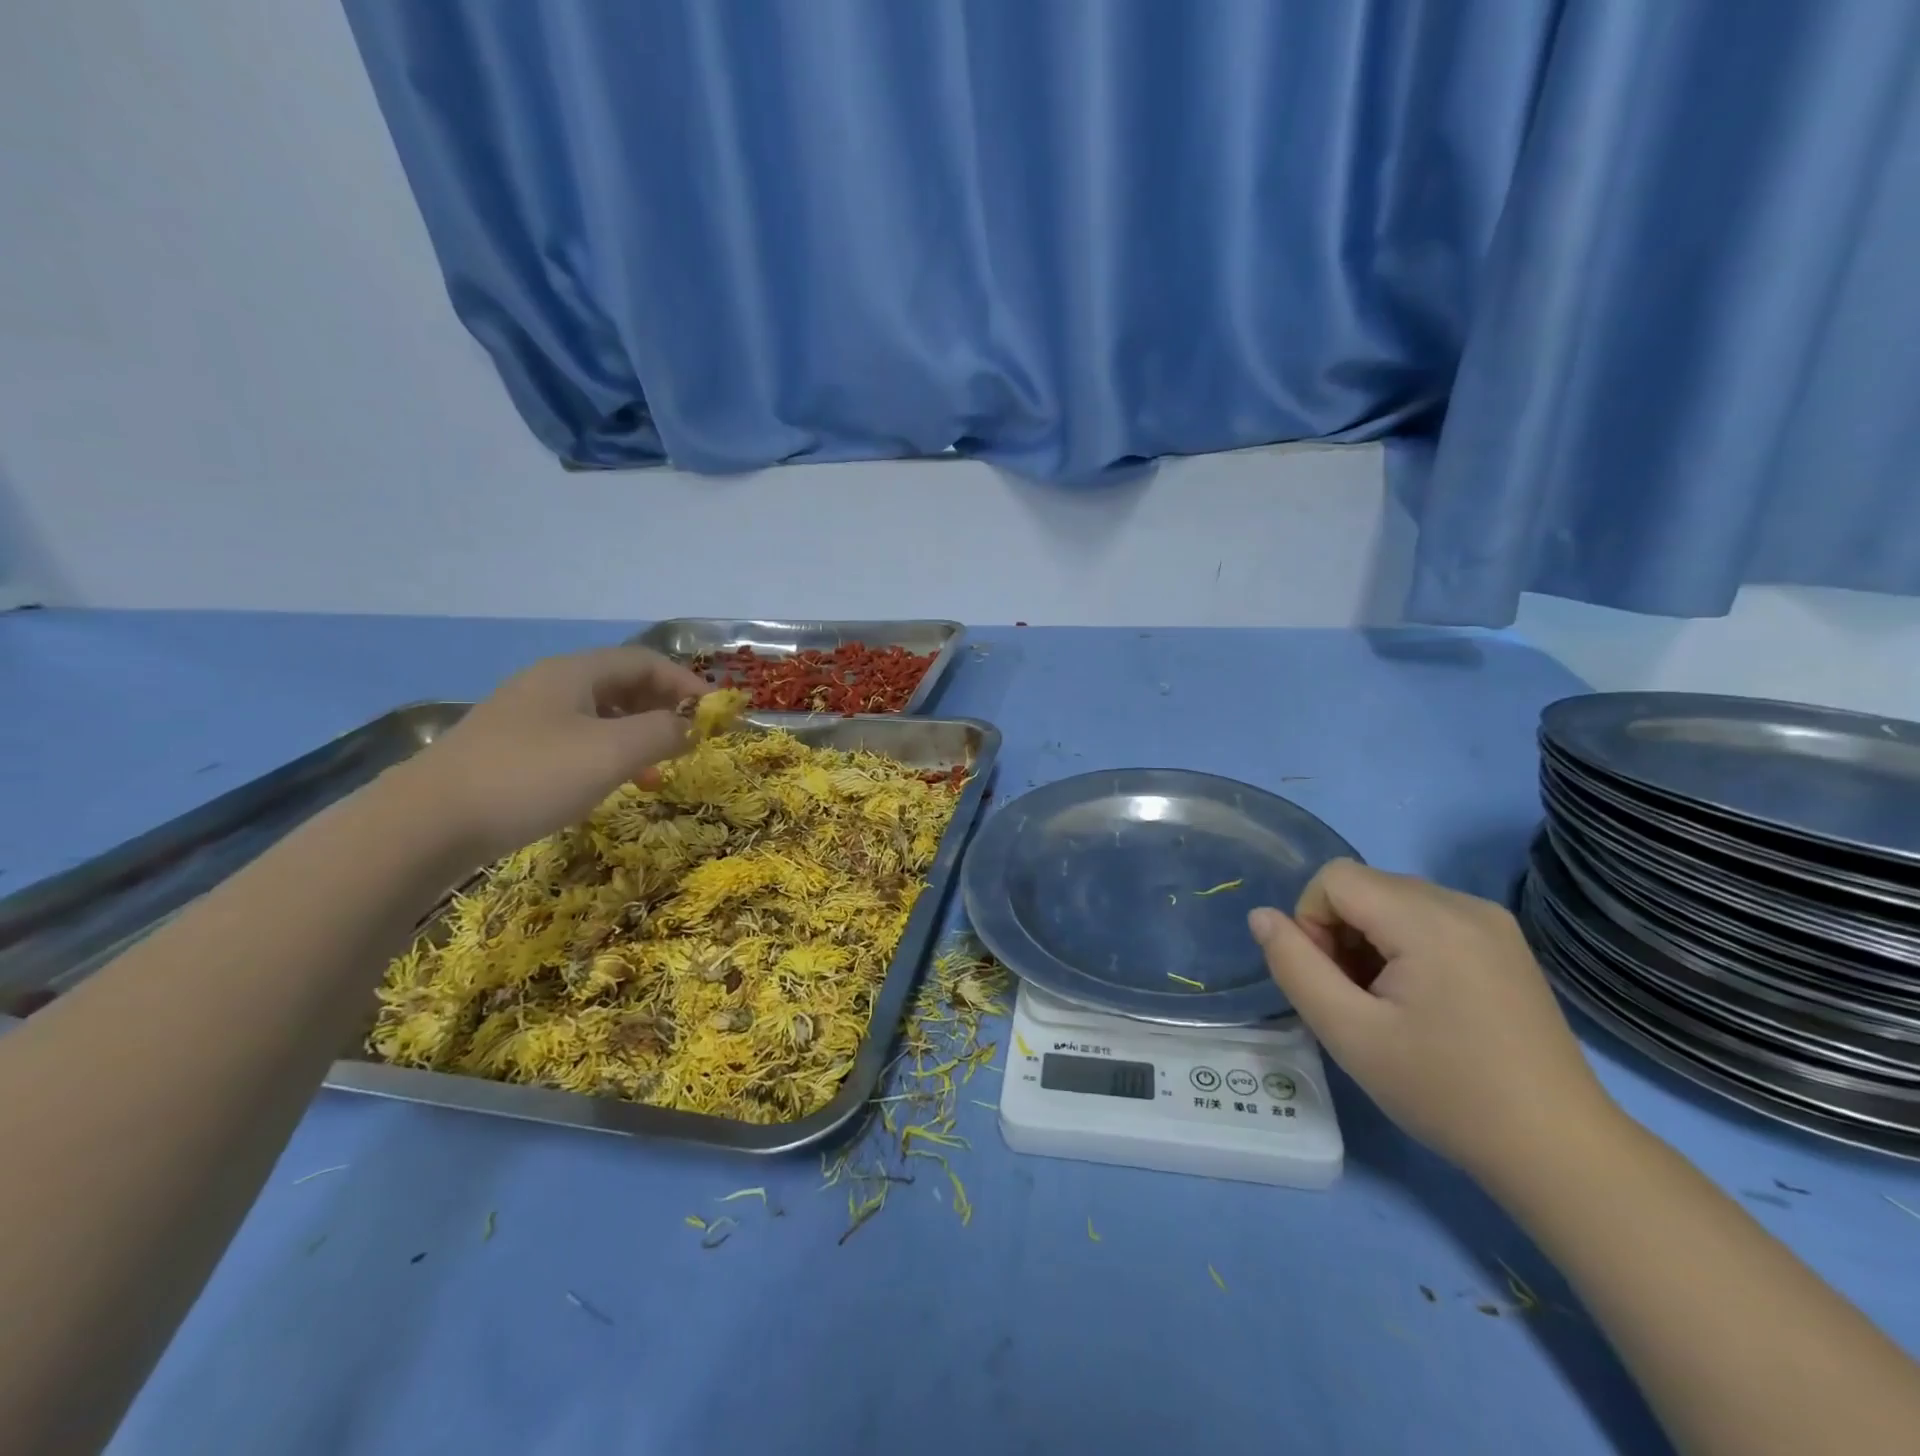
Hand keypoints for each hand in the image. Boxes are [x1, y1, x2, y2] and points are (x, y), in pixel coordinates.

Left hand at [402, 645, 709, 862]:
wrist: (426, 823)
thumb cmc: (531, 777)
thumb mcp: (612, 753)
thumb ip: (663, 732)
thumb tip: (692, 726)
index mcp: (574, 673)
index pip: (645, 662)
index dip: (687, 683)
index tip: (717, 713)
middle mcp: (549, 685)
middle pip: (622, 685)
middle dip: (663, 709)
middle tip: (691, 740)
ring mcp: (525, 718)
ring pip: (599, 716)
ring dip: (637, 736)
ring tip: (658, 770)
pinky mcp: (510, 750)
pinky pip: (575, 740)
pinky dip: (607, 755)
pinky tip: (611, 784)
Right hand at [1248, 860, 1616, 1183]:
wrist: (1558, 1150)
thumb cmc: (1445, 1091)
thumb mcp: (1348, 1033)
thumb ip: (1294, 966)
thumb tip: (1262, 916)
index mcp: (1429, 920)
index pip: (1334, 879)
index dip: (1311, 922)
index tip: (1331, 982)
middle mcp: (1464, 904)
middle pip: (1364, 886)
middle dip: (1339, 932)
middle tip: (1355, 999)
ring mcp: (1491, 921)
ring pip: (1393, 900)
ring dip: (1369, 939)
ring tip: (1388, 1003)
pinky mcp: (1505, 942)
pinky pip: (1428, 916)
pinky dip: (1403, 944)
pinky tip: (1421, 1000)